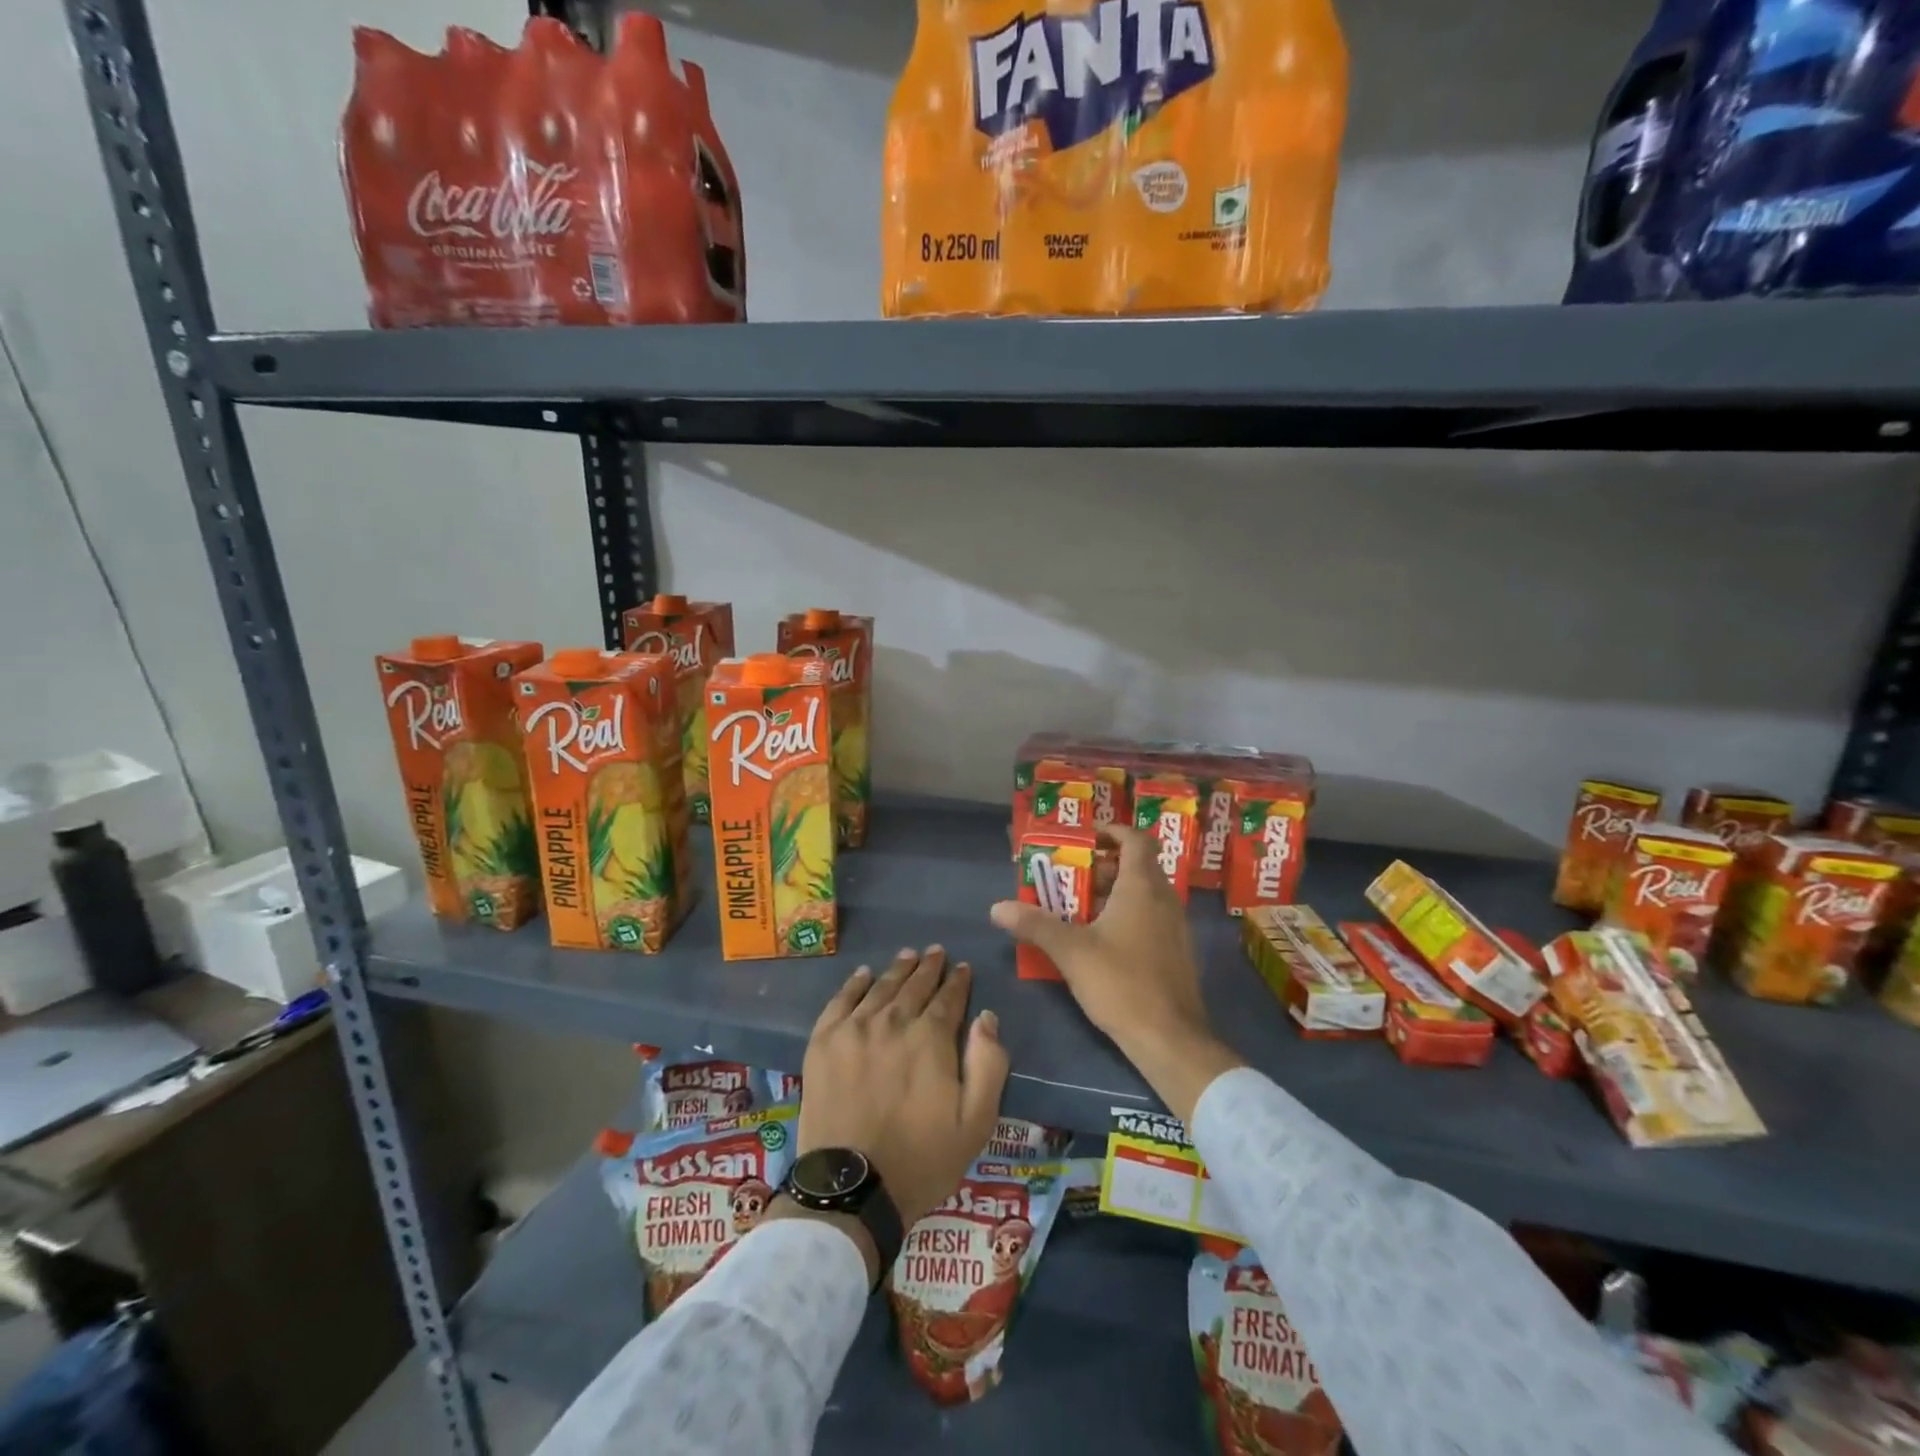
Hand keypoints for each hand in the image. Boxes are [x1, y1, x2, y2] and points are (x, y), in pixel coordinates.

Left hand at [796, 947, 1008, 1236]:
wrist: (851, 1187)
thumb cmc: (921, 1160)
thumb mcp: (975, 1122)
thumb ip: (989, 1065)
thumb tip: (986, 1017)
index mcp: (931, 1039)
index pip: (949, 998)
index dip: (958, 981)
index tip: (963, 968)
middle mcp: (893, 1022)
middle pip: (914, 985)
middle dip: (929, 968)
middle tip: (936, 952)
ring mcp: (854, 1029)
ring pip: (881, 987)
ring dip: (897, 969)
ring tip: (908, 956)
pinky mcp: (823, 1042)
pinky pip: (841, 1000)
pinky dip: (854, 984)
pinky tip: (863, 974)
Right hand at [990, 823, 1243, 1122]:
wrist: (1170, 1038)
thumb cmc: (1121, 983)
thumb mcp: (1071, 951)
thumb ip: (1035, 925)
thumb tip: (997, 907)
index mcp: (1142, 887)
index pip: (1135, 839)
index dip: (1111, 832)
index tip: (1085, 838)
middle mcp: (1164, 899)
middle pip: (1137, 866)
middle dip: (1103, 866)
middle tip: (1070, 876)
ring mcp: (1175, 926)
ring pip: (1144, 893)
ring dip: (1113, 892)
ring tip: (1078, 907)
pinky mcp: (1176, 951)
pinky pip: (1151, 916)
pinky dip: (1127, 914)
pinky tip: (1101, 940)